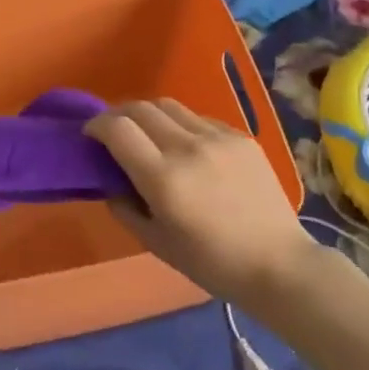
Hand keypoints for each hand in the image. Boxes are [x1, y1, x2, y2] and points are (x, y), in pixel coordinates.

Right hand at [86, 99, 316, 305]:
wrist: (278, 264)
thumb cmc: (212, 263)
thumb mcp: (156, 243)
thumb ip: (124, 207)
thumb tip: (110, 180)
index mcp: (164, 178)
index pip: (118, 129)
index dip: (96, 126)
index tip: (90, 136)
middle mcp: (188, 148)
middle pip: (140, 108)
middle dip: (118, 115)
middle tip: (112, 132)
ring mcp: (218, 138)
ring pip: (169, 106)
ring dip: (148, 115)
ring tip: (147, 135)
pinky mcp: (241, 137)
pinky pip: (199, 118)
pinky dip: (180, 125)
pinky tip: (185, 147)